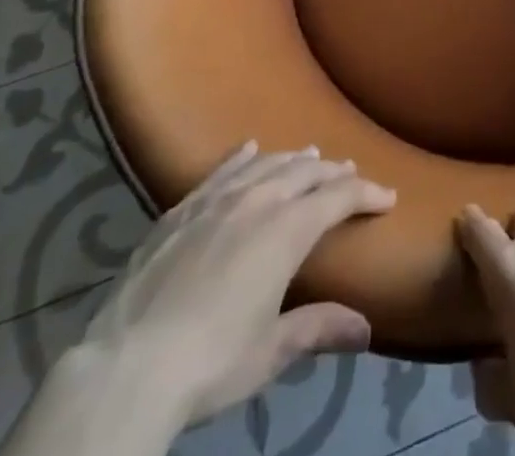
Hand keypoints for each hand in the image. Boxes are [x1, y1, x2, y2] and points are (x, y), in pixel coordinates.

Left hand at [82, 143, 395, 427]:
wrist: (127, 366)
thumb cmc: (210, 362)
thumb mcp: (271, 351)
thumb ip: (318, 328)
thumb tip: (366, 329)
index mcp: (288, 229)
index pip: (340, 197)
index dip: (367, 193)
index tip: (387, 197)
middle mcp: (258, 200)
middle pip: (306, 172)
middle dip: (333, 172)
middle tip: (351, 173)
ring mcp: (217, 199)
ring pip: (267, 164)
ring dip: (294, 160)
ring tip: (310, 157)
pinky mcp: (181, 209)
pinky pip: (221, 170)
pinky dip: (242, 157)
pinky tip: (250, 148)